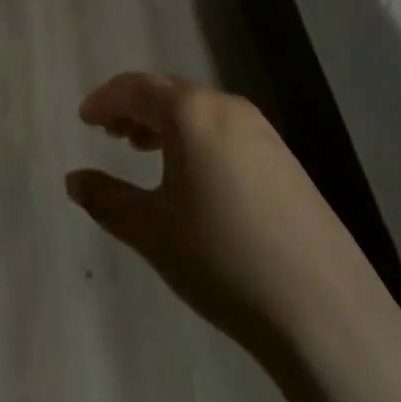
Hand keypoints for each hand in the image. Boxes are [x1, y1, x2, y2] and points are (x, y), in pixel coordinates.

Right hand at [66, 73, 396, 364]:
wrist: (326, 314)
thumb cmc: (223, 259)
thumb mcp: (151, 230)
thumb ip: (106, 198)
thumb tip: (74, 179)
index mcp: (192, 113)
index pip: (136, 88)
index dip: (105, 100)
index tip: (84, 118)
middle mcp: (228, 109)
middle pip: (170, 93)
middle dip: (135, 108)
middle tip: (109, 133)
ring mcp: (264, 134)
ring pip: (200, 113)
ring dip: (166, 124)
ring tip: (143, 151)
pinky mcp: (286, 163)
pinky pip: (226, 132)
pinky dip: (196, 140)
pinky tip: (192, 178)